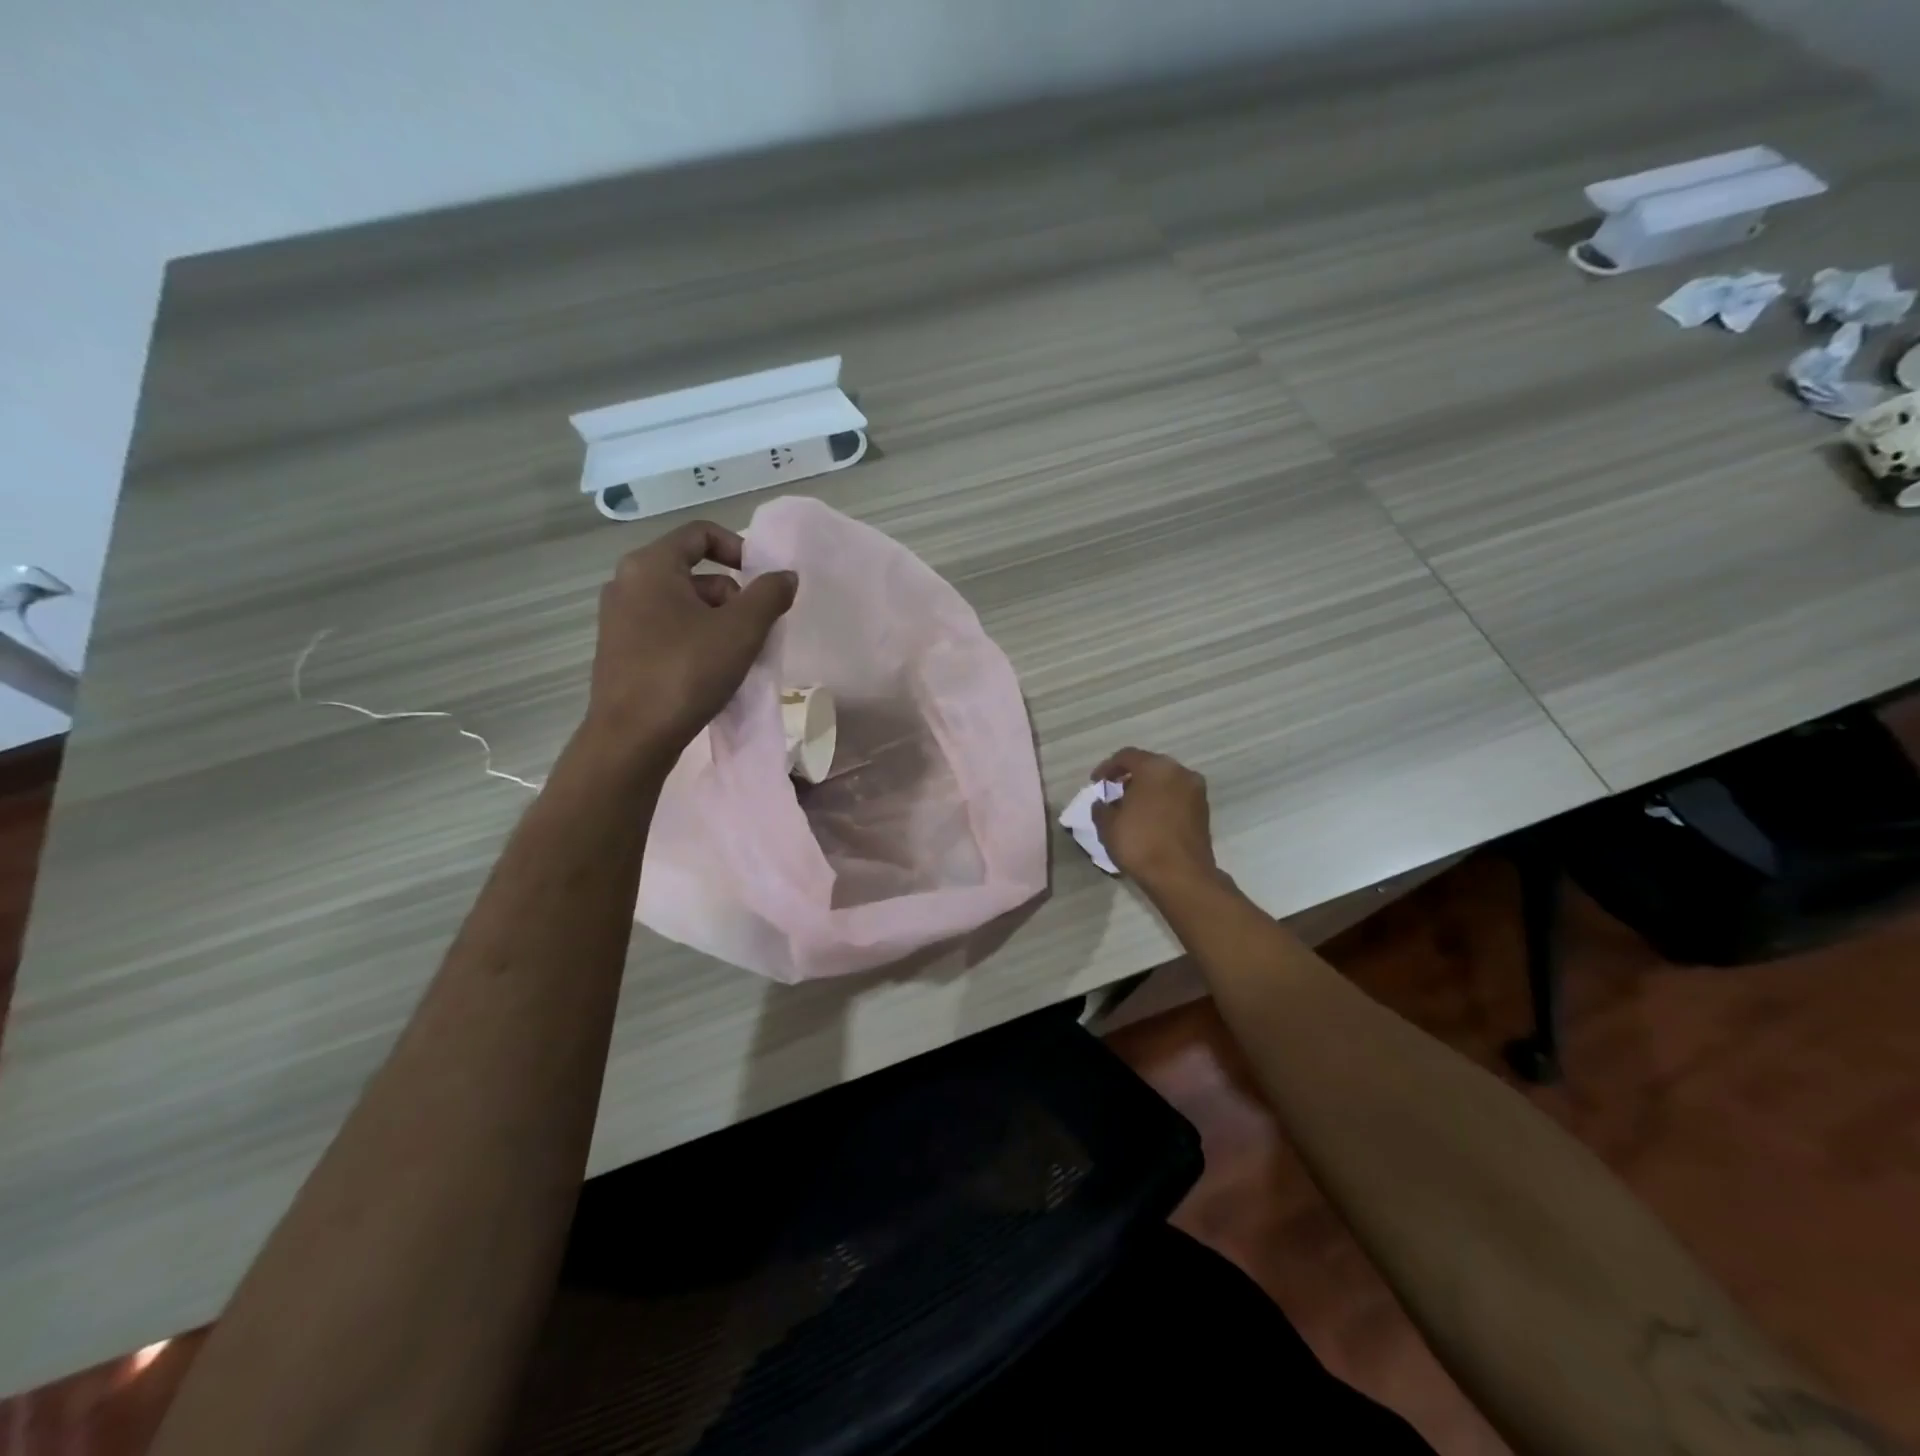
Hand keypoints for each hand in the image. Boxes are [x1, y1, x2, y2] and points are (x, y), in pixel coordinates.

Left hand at [583, 520, 796, 763]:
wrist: (632, 738)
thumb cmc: (686, 672)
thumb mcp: (741, 630)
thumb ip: (769, 594)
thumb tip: (786, 575)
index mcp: (650, 565)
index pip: (700, 534)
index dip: (739, 548)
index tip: (763, 581)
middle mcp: (627, 583)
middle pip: (694, 573)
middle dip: (733, 596)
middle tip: (756, 629)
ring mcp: (619, 619)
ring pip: (683, 605)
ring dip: (717, 622)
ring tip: (739, 657)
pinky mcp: (620, 652)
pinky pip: (667, 630)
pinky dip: (695, 641)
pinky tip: (712, 673)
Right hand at [1089, 748, 1220, 896]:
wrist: (1182, 876)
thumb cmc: (1140, 843)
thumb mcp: (1108, 825)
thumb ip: (1101, 808)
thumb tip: (1102, 803)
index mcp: (1155, 767)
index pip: (1126, 756)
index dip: (1107, 768)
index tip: (1096, 784)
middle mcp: (1179, 772)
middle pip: (1149, 766)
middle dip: (1129, 777)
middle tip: (1113, 793)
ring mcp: (1196, 791)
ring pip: (1165, 781)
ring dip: (1147, 790)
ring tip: (1130, 808)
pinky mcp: (1204, 810)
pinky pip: (1176, 796)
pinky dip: (1161, 801)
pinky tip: (1149, 819)